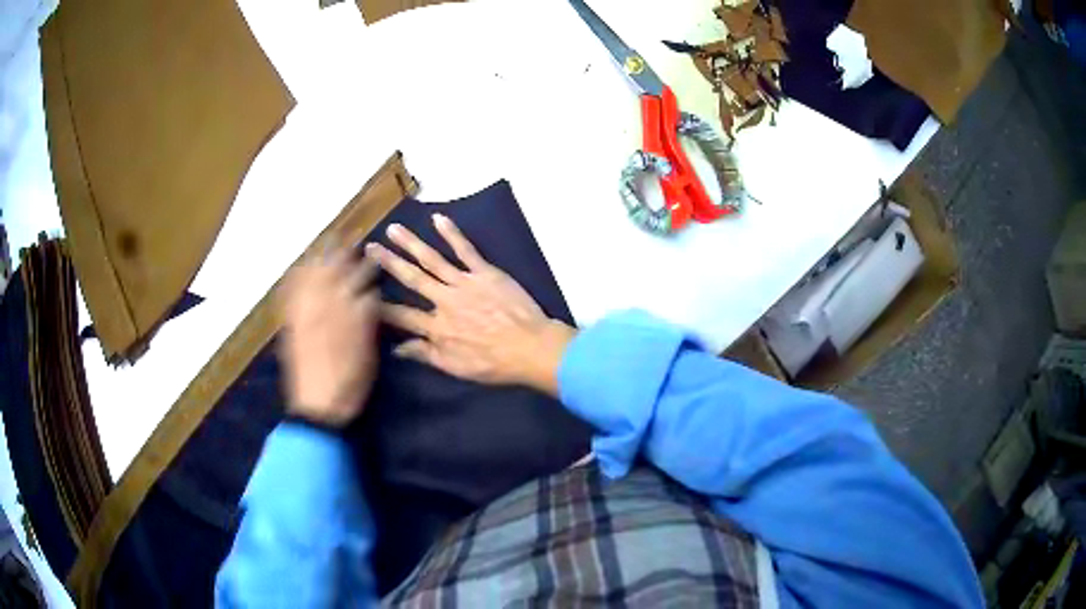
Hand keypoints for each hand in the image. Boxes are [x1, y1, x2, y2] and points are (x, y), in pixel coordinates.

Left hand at [278, 247, 379, 427]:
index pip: (354, 281)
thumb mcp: (366, 351)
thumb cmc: (349, 382)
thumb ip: (365, 318)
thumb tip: (368, 293)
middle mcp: (319, 308)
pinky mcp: (291, 325)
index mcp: (342, 314)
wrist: (318, 406)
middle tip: (344, 238)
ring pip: (308, 278)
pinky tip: (297, 269)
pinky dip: (294, 278)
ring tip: (322, 245)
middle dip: (337, 254)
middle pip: (329, 273)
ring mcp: (302, 316)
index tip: (369, 252)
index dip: (362, 265)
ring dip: (315, 259)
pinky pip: (289, 294)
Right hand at [366, 214, 574, 396]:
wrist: (531, 348)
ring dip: (411, 243)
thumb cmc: (494, 363)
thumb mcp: (456, 368)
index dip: (380, 306)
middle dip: (389, 263)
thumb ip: (425, 354)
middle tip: (369, 248)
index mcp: (437, 327)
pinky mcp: (485, 272)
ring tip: (393, 229)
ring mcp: (464, 283)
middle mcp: (445, 301)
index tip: (362, 294)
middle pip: (412, 279)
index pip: (401, 316)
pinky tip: (438, 219)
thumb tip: (396, 348)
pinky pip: (466, 250)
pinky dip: (452, 234)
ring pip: (432, 260)